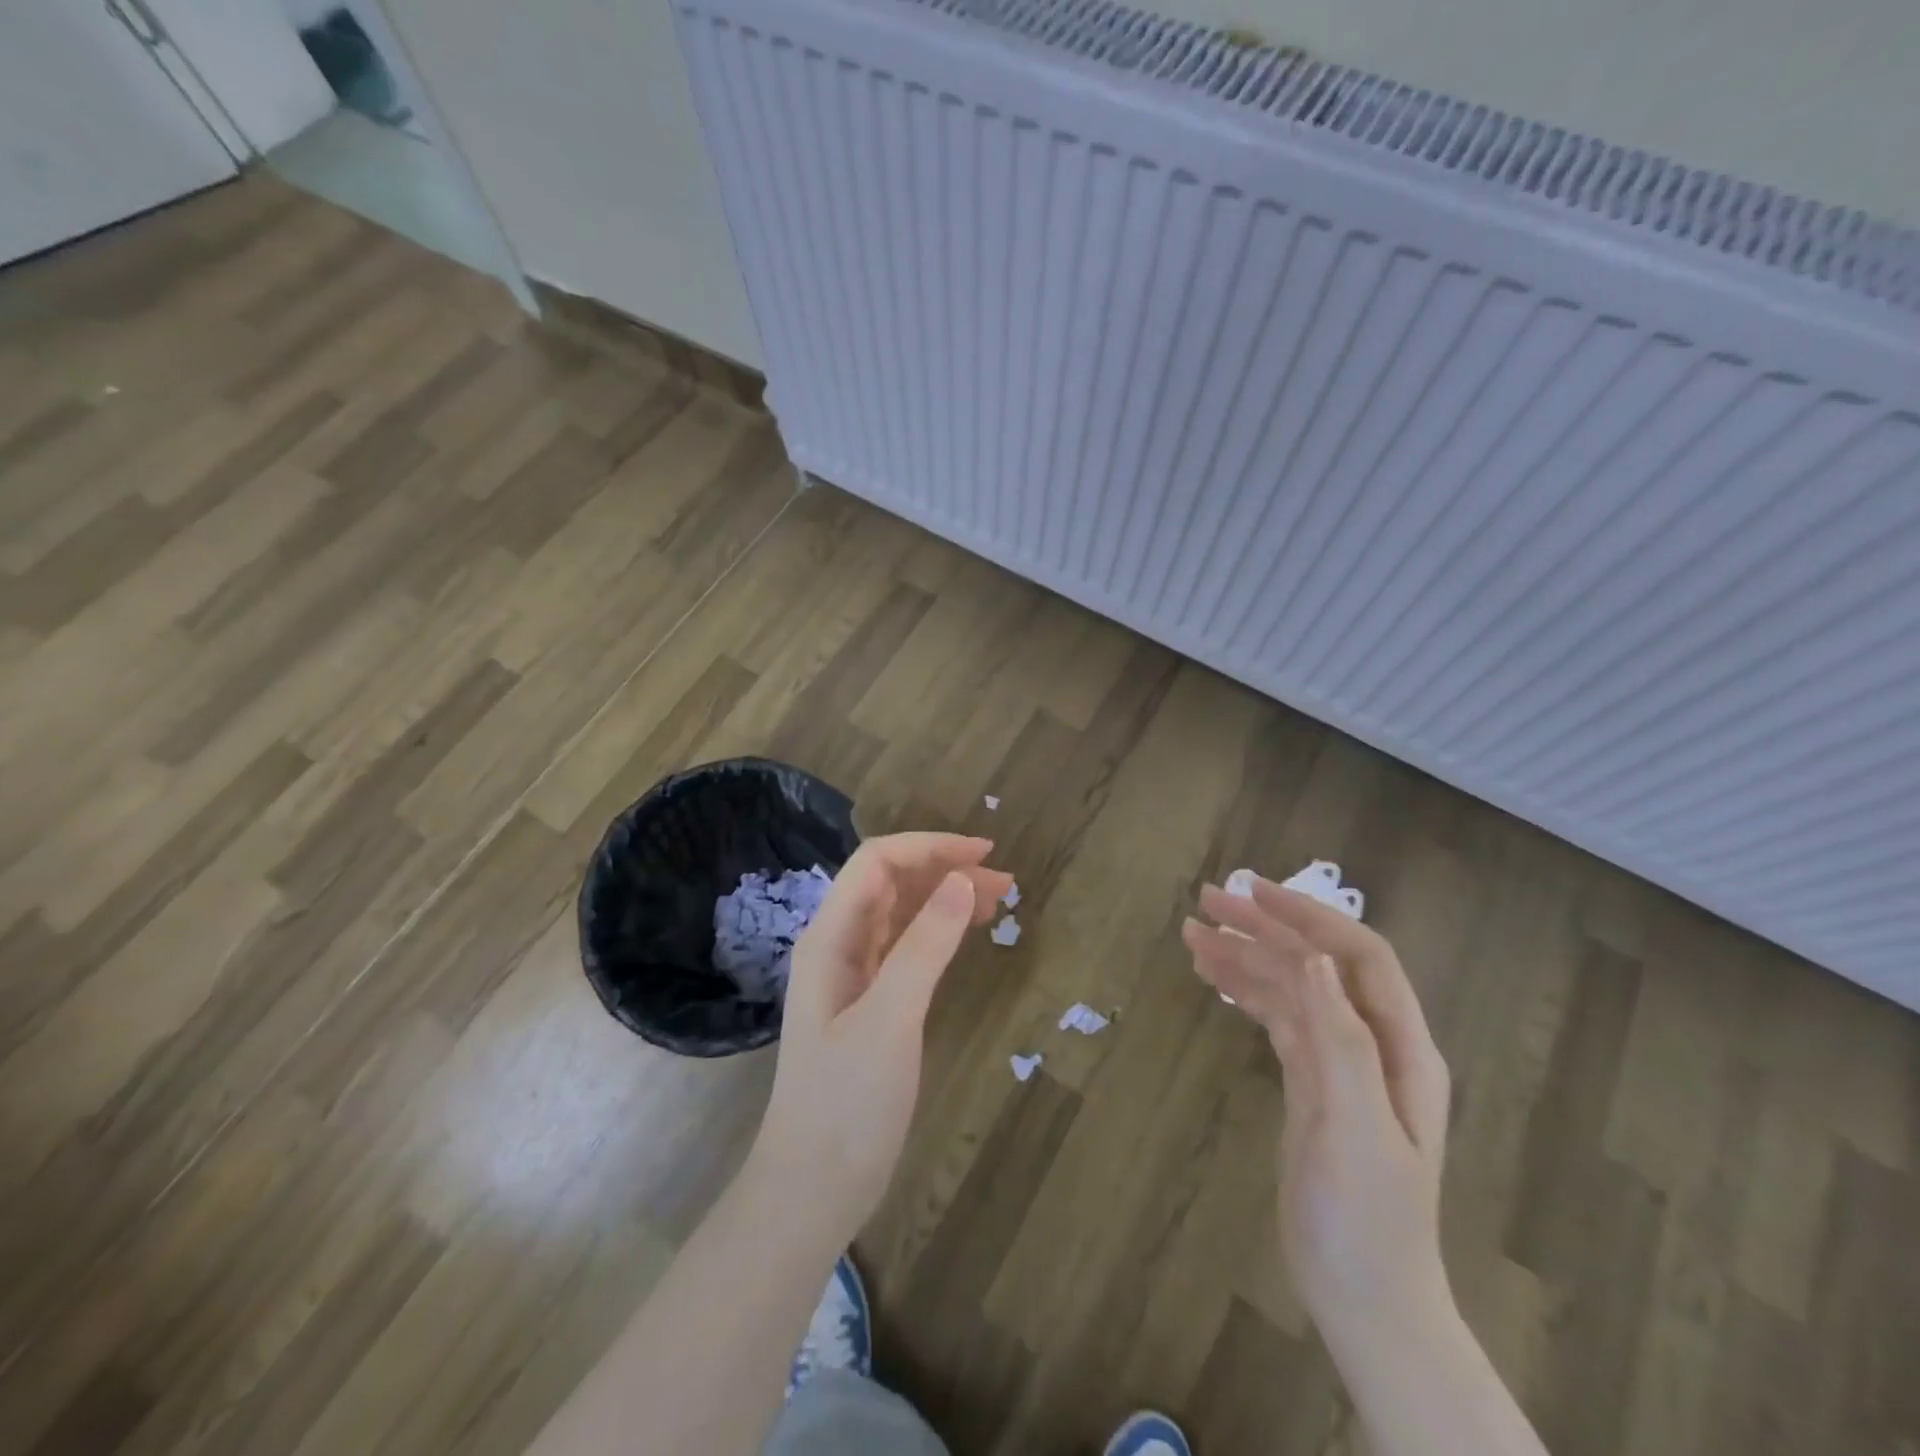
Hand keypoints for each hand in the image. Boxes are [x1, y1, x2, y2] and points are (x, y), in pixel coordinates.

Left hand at [751, 833, 1011, 1238]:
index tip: (983, 854)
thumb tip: (964, 880)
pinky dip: (936, 932)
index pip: (877, 863)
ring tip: (996, 902)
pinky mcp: (867, 1003)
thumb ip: (925, 946)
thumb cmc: (846, 1103)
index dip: (929, 848)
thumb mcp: (890, 1019)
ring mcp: (850, 975)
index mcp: (829, 937)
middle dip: (943, 869)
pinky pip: (904, 947)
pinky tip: (962, 937)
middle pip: (890, 882)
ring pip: (899, 914)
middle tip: (1003, 882)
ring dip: (943, 898)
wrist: (812, 1187)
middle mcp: (836, 945)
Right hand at [1184, 878, 1453, 1346]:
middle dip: (1264, 928)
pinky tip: (1212, 976)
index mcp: (1399, 1047)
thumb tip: (1312, 958)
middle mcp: (1371, 1042)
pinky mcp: (1308, 1081)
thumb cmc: (1368, 1219)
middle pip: (1315, 964)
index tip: (1254, 892)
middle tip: (1206, 901)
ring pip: (1289, 988)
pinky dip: (1244, 991)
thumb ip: (1341, 1041)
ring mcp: (1337, 1062)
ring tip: (1191, 932)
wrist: (1363, 1298)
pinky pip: (1274, 1019)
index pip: (1357, 957)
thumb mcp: (1358, 1129)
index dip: (1308, 918)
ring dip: (1245, 956)